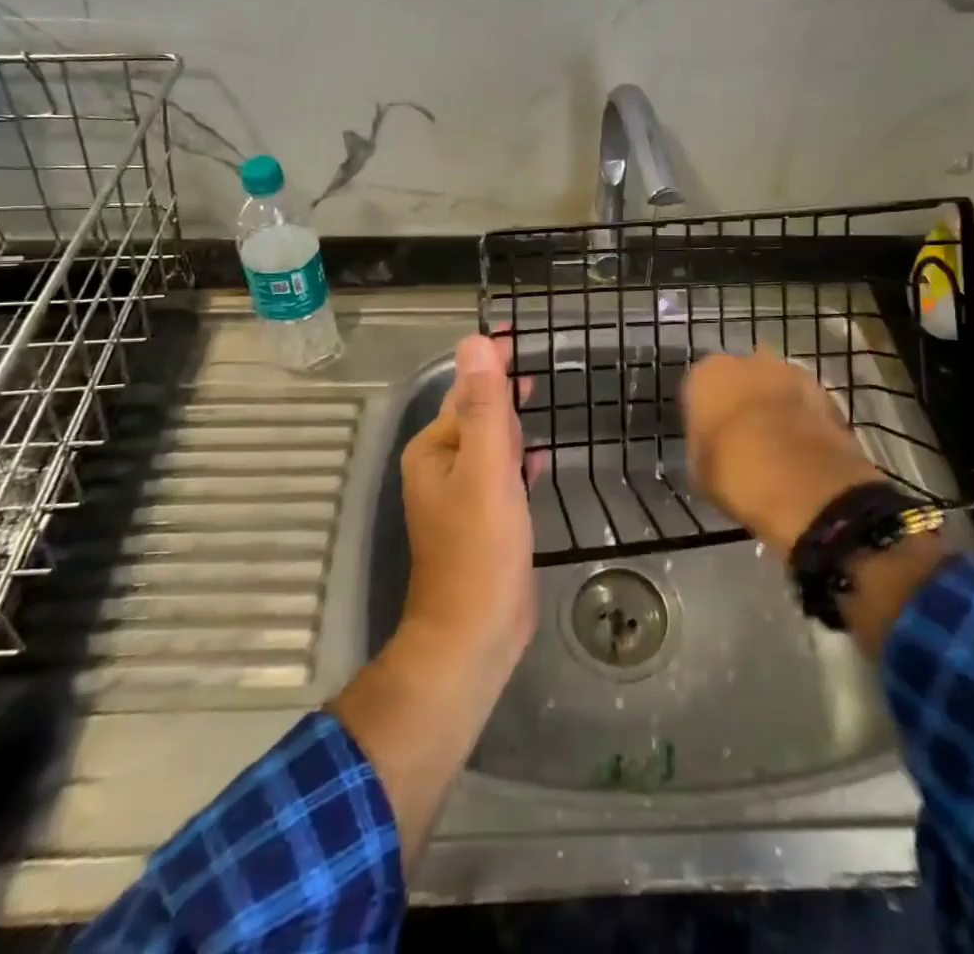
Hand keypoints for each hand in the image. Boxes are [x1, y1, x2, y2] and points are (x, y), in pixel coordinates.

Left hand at [396, 334, 536, 674]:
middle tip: (537, 365)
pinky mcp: (482, 520)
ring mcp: (461, 495)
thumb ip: (483, 406)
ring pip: (489, 444)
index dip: (491, 363)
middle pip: (475, 414)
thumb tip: (474, 343)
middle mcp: (441, 466)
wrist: (474, 636)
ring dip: (511, 421)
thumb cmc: (479, 549)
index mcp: (434, 450)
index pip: (464, 390)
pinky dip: (517, 458)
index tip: (518, 337)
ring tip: (540, 398)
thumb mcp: (486, 470)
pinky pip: (500, 474)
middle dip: (502, 389)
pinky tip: (538, 456)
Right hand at [683, 348, 878, 554]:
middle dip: (743, 401)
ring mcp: (791, 373)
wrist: (804, 484)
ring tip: (778, 446)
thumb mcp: (699, 467)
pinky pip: (805, 404)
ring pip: (775, 387)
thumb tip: (714, 445)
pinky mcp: (826, 392)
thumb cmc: (735, 473)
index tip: (710, 439)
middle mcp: (747, 362)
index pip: (698, 389)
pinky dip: (803, 420)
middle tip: (744, 438)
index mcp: (707, 374)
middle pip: (740, 379)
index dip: (705, 415)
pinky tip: (802, 450)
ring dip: (776, 406)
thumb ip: (703, 443)